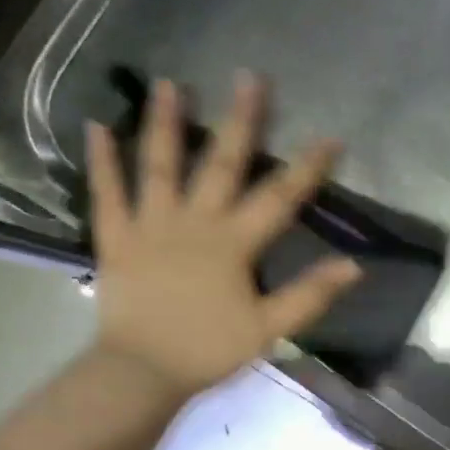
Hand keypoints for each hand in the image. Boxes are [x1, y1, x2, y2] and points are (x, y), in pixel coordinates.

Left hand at [84, 74, 361, 400]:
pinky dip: (101, 161)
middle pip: (221, 164)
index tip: (330, 136)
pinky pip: (106, 193)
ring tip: (168, 82)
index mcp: (233, 243)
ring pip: (160, 166)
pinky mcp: (116, 237)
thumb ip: (309, 295)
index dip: (307, 168)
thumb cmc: (208, 350)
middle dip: (241, 121)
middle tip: (249, 77)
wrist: (142, 372)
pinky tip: (96, 125)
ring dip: (165, 123)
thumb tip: (354, 266)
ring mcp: (150, 225)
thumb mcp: (268, 329)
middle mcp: (194, 222)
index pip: (280, 198)